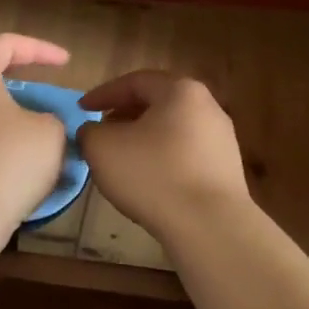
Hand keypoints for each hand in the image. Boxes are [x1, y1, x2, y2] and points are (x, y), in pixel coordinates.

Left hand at [0, 33, 70, 254]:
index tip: (66, 62)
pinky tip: (1, 145)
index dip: (38, 48)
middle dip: (7, 67)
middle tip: (33, 75)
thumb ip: (49, 116)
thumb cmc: (7, 162)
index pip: (4, 43)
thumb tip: (36, 121)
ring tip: (20, 112)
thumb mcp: (50, 133)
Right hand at [78, 71, 250, 242]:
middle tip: (101, 131)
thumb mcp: (102, 148)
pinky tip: (148, 180)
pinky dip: (162, 158)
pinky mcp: (227, 169)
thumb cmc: (153, 175)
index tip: (81, 110)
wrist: (210, 226)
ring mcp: (222, 138)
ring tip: (121, 157)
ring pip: (172, 129)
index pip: (135, 81)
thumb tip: (94, 132)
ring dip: (143, 138)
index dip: (103, 94)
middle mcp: (207, 106)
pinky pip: (186, 153)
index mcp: (180, 91)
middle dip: (124, 115)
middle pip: (157, 103)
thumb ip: (89, 132)